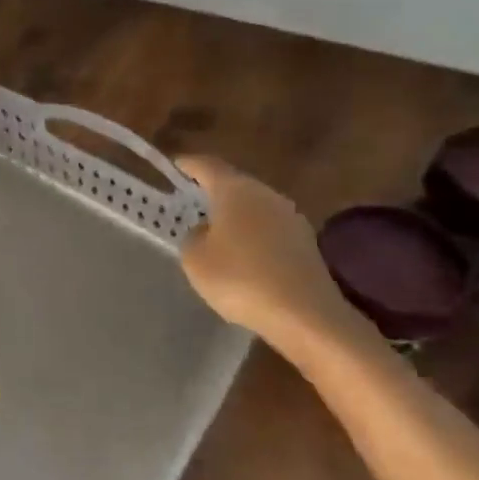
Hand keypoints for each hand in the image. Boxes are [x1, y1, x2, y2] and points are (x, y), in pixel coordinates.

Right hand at [175, 155, 364, 353]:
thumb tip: (205, 230)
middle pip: (233, 184)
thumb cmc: (240, 279)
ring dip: (233, 215)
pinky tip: (241, 257)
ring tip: (212, 231)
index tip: (173, 165)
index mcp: (235, 190)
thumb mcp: (195, 259)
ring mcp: (290, 218)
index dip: (187, 164)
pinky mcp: (305, 243)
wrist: (305, 315)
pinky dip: (251, 236)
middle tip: (189, 200)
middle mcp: (265, 194)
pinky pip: (268, 230)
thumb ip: (193, 236)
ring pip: (253, 207)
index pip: (206, 165)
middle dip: (211, 190)